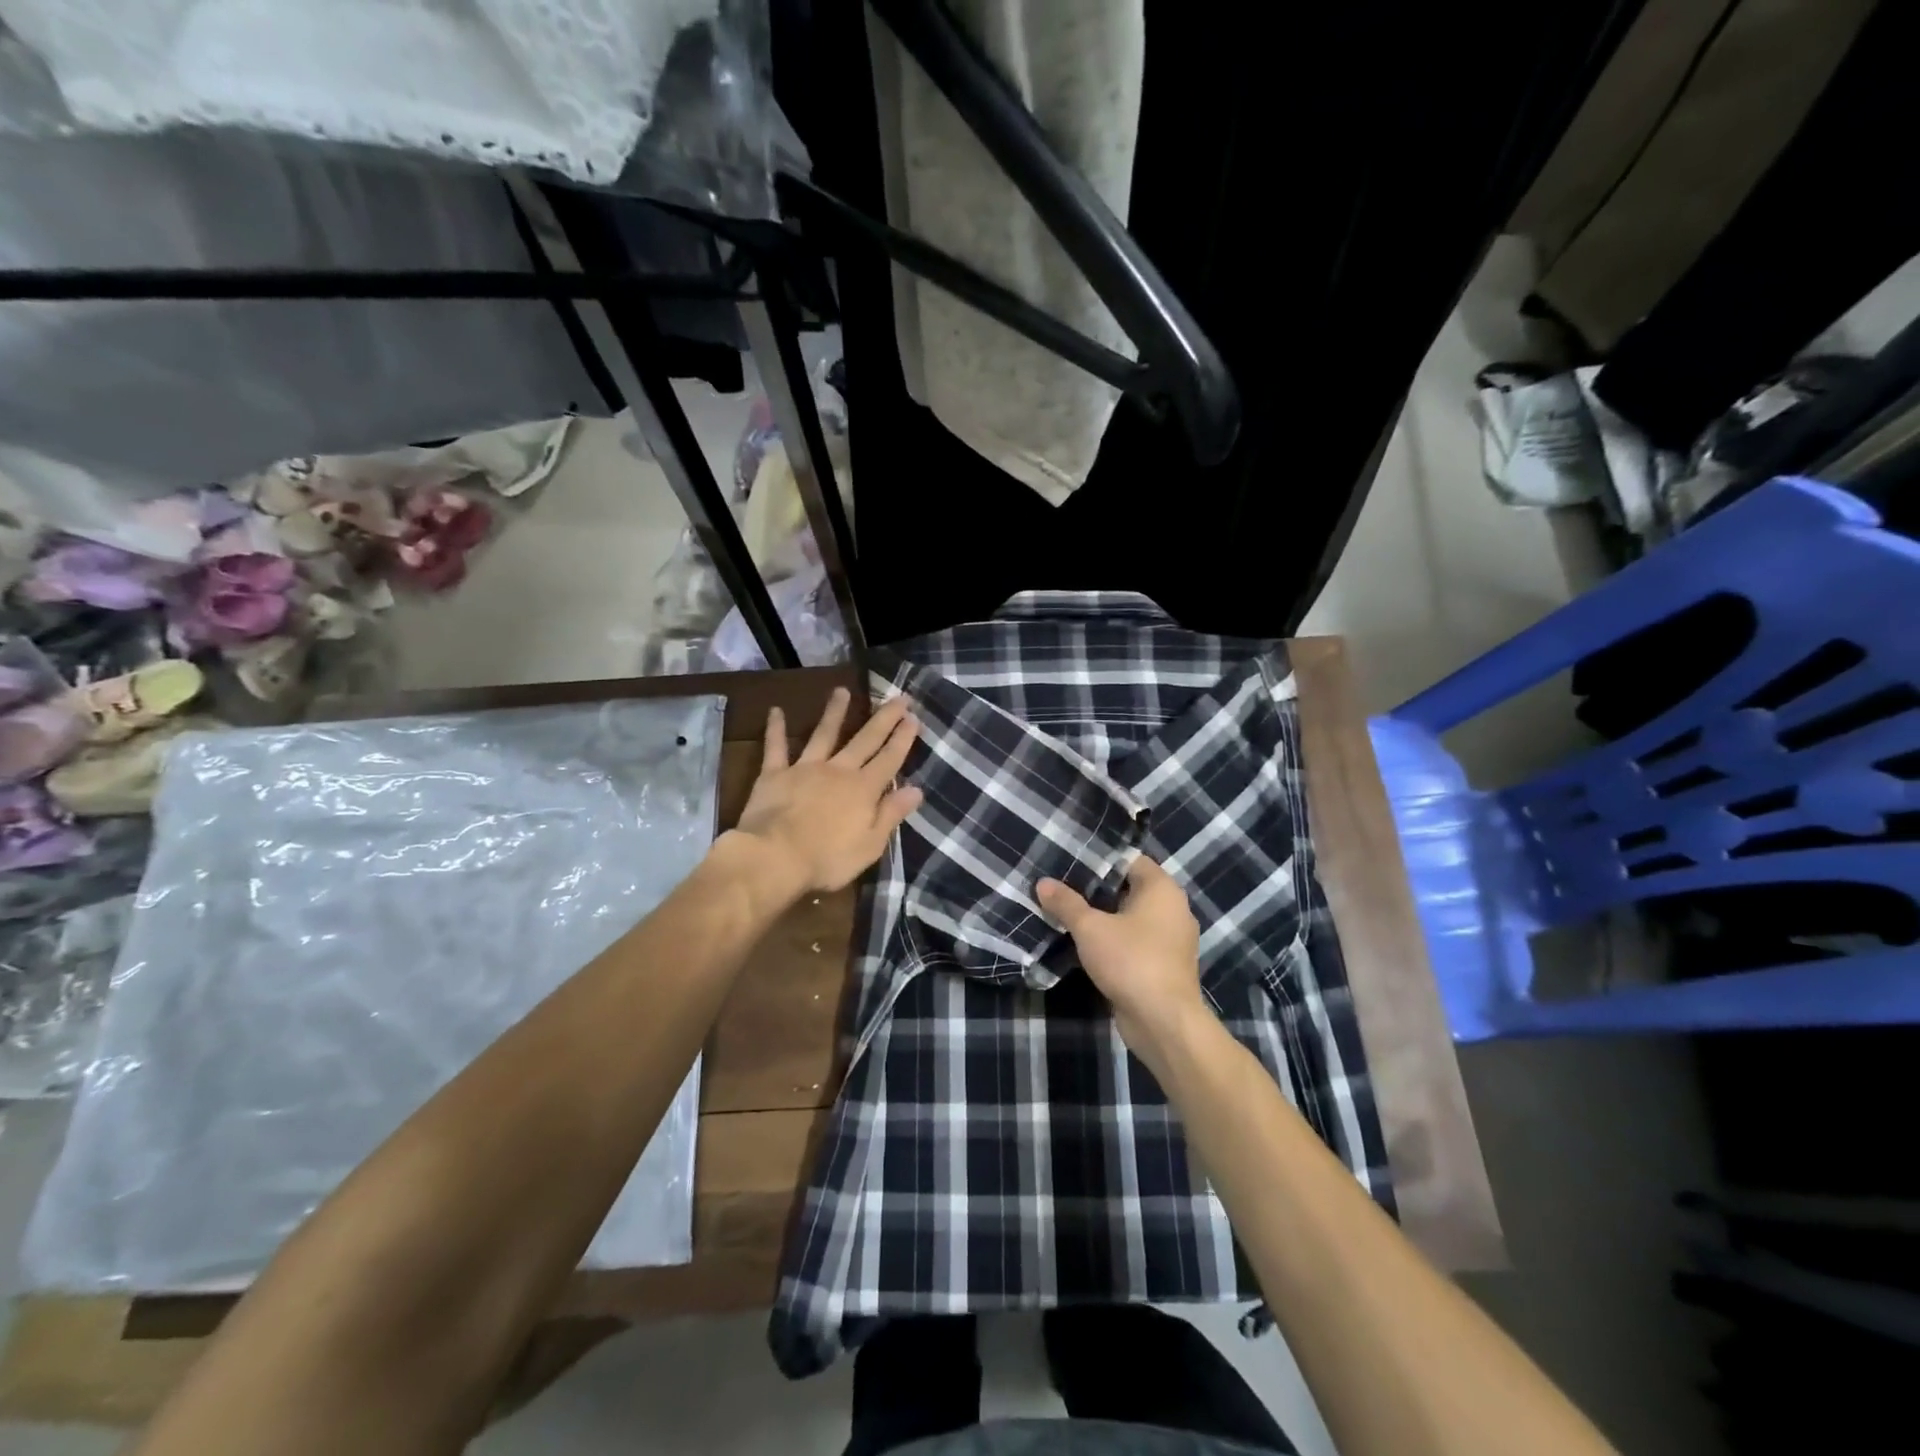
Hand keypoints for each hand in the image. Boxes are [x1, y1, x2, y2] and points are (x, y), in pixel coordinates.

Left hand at [728, 687, 923, 895]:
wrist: (775, 857)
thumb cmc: (827, 859)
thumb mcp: (870, 844)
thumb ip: (891, 814)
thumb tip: (916, 789)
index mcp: (863, 790)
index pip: (889, 759)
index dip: (902, 738)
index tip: (913, 718)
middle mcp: (838, 771)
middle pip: (865, 739)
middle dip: (884, 718)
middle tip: (898, 697)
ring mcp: (805, 768)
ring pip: (824, 734)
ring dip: (834, 712)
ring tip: (842, 691)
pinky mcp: (774, 774)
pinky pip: (776, 747)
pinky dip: (776, 729)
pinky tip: (776, 710)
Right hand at [1037, 856, 1205, 1046]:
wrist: (1164, 1022)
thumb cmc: (1131, 961)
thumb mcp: (1090, 928)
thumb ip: (1066, 903)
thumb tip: (1042, 883)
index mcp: (1162, 889)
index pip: (1129, 860)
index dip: (1100, 860)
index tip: (1070, 862)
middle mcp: (1173, 908)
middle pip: (1130, 888)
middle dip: (1097, 890)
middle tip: (1062, 886)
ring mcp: (1171, 939)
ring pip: (1132, 918)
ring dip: (1105, 918)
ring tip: (1068, 913)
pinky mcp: (1164, 965)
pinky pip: (1136, 941)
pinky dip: (1115, 940)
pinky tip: (1086, 944)